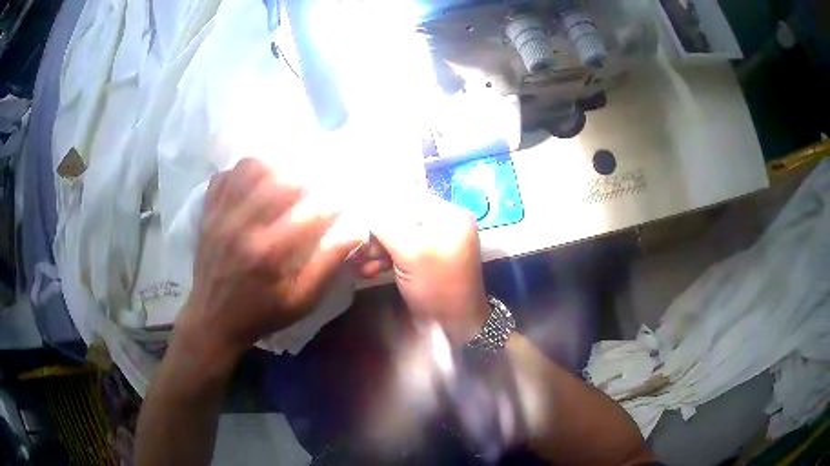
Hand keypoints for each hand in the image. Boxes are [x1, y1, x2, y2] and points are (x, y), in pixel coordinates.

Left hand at [175, 158, 360, 360]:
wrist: (214, 320)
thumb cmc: (262, 313)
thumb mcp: (300, 301)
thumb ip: (327, 265)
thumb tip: (354, 231)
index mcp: (270, 252)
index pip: (311, 211)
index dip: (332, 203)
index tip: (339, 204)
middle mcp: (243, 226)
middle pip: (281, 179)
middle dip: (306, 179)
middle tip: (313, 188)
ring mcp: (221, 216)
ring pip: (249, 168)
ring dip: (274, 168)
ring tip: (284, 178)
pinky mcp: (207, 214)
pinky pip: (223, 176)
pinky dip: (241, 173)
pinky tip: (253, 183)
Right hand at [369, 195, 489, 344]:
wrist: (455, 327)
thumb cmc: (437, 287)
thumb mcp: (411, 252)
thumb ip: (385, 225)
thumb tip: (363, 209)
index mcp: (448, 214)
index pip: (405, 199)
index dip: (378, 210)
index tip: (354, 225)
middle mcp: (443, 223)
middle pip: (399, 217)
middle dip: (376, 235)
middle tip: (361, 252)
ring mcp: (434, 242)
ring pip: (396, 235)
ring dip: (375, 249)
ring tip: (361, 265)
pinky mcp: (425, 259)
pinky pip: (400, 250)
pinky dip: (383, 259)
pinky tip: (369, 271)